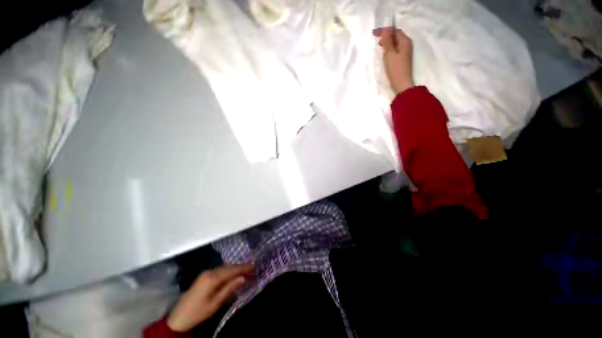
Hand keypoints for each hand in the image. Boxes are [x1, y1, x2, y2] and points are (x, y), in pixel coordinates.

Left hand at [167, 264, 253, 331]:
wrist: (178, 318)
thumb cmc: (198, 312)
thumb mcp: (215, 303)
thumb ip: (229, 288)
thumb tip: (242, 277)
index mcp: (212, 278)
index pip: (231, 270)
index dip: (243, 268)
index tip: (253, 266)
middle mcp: (209, 272)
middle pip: (228, 267)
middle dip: (240, 267)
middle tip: (251, 269)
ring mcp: (205, 273)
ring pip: (223, 268)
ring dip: (234, 269)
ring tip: (244, 271)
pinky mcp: (203, 276)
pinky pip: (219, 270)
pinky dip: (227, 271)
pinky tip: (232, 274)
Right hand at [373, 27, 414, 94]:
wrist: (402, 84)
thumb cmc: (395, 69)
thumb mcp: (390, 54)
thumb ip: (387, 42)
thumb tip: (385, 30)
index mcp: (405, 41)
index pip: (394, 30)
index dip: (384, 30)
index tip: (373, 33)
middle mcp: (407, 44)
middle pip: (396, 35)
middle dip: (386, 35)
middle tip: (376, 39)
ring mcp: (405, 52)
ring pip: (395, 43)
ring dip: (387, 42)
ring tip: (379, 46)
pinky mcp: (402, 58)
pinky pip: (395, 49)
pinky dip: (389, 48)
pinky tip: (384, 53)